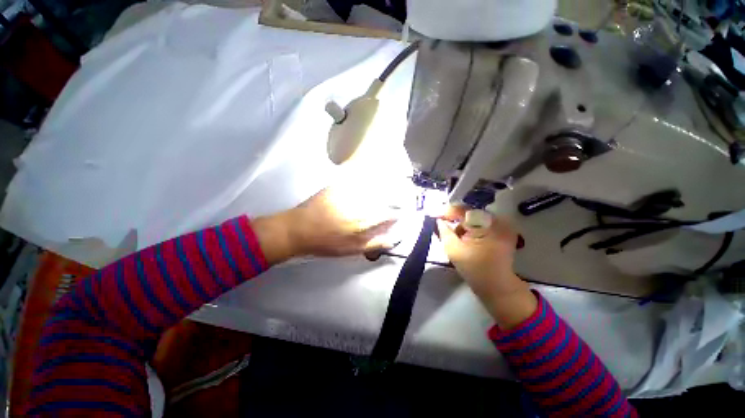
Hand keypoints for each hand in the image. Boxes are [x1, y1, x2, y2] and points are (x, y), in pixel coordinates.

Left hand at [253, 188, 396, 264]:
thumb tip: (393, 240)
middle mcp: (360, 205)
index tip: (397, 214)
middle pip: (385, 199)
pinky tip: (369, 183)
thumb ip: (374, 244)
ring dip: (383, 190)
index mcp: (364, 222)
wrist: (299, 229)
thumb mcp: (351, 250)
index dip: (396, 214)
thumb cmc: (325, 243)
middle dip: (393, 201)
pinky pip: (359, 181)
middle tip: (394, 203)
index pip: (389, 214)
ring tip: (385, 192)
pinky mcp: (339, 185)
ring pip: (374, 188)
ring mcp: (349, 193)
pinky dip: (368, 182)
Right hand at [437, 208, 536, 328]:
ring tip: (457, 239)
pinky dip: (472, 229)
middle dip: (455, 220)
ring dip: (464, 226)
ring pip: (475, 218)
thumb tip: (438, 219)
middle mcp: (497, 220)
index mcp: (485, 225)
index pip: (461, 210)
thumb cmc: (474, 268)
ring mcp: (502, 225)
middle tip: (444, 228)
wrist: (497, 286)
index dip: (446, 212)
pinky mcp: (504, 231)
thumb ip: (443, 231)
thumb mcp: (453, 249)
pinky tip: (467, 239)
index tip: (433, 216)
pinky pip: (482, 224)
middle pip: (468, 213)